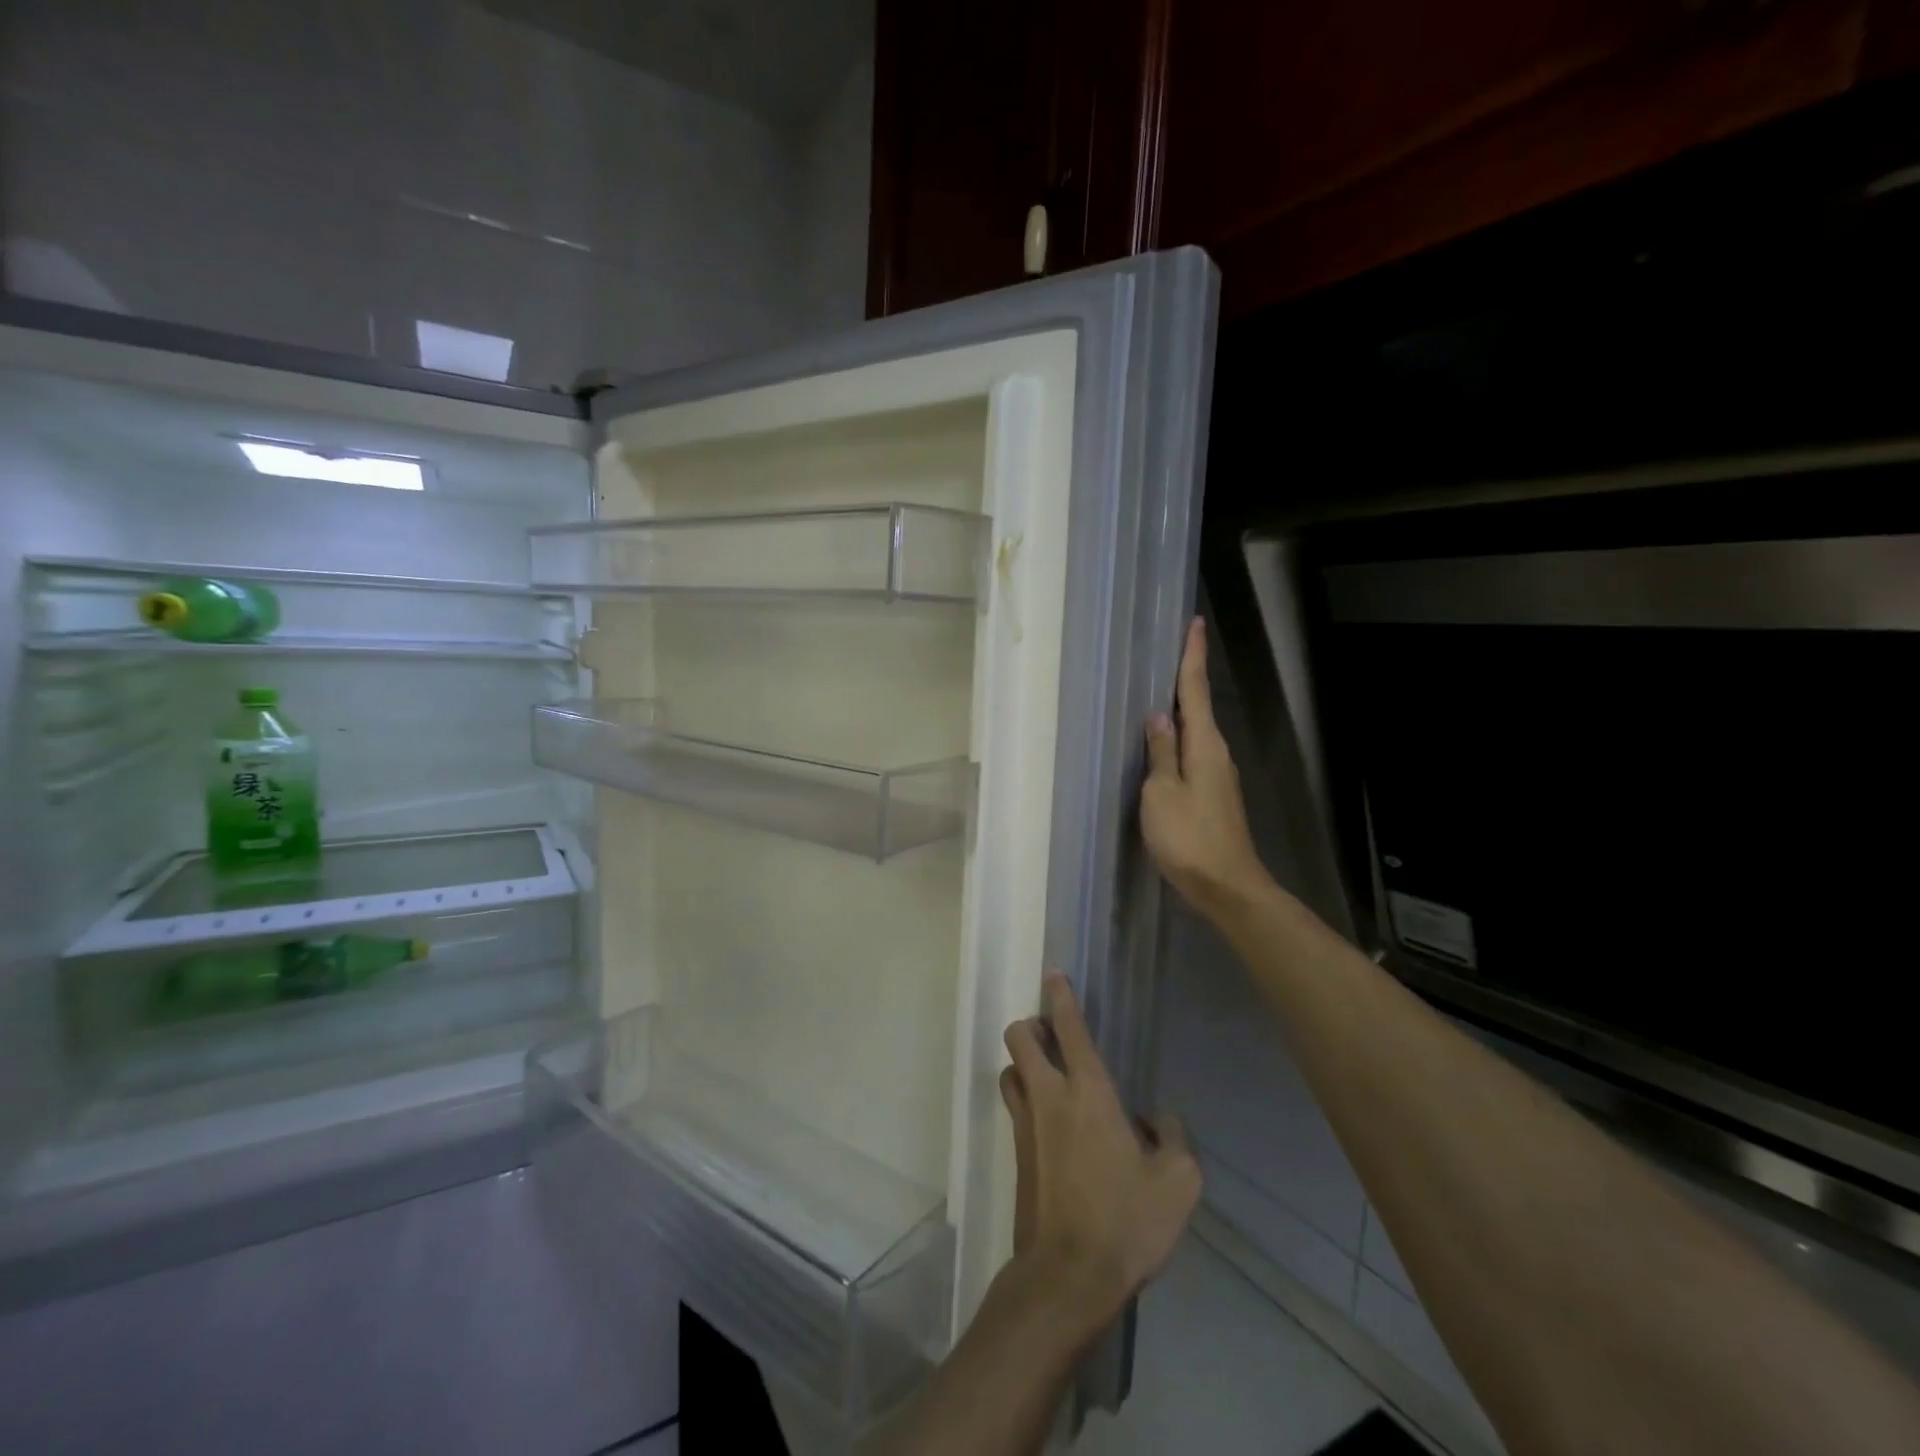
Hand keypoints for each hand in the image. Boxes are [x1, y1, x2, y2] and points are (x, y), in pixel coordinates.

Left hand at [1000, 974, 1201, 1336]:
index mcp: (1089, 1092)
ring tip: (1049, 1076)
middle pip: (1019, 1036)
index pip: (1069, 1028)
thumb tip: (1159, 1120)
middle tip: (1053, 1036)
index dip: (1061, 996)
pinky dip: (1026, 1098)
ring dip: (1024, 1062)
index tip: (1054, 975)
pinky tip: (1051, 1123)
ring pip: (1010, 1069)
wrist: (1068, 1275)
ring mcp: (1025, 1124)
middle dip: (1031, 1024)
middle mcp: (1049, 1096)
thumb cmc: (1126, 1221)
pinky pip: (1015, 1106)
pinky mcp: (1016, 1152)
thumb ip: (1173, 1139)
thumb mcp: (1178, 1183)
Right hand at [1142, 617, 1266, 914]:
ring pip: (1195, 732)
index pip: (1197, 690)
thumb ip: (1159, 751)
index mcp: (1204, 744)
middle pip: (1198, 707)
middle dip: (1186, 678)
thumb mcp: (1162, 792)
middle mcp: (1216, 753)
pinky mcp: (1213, 795)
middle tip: (1170, 651)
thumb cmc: (1188, 836)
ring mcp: (1217, 775)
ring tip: (1158, 693)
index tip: (1194, 623)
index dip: (1193, 656)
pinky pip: (1192, 754)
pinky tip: (1162, 744)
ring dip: (1180, 710)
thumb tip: (1158, 716)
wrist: (1226, 886)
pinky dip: (1178, 740)